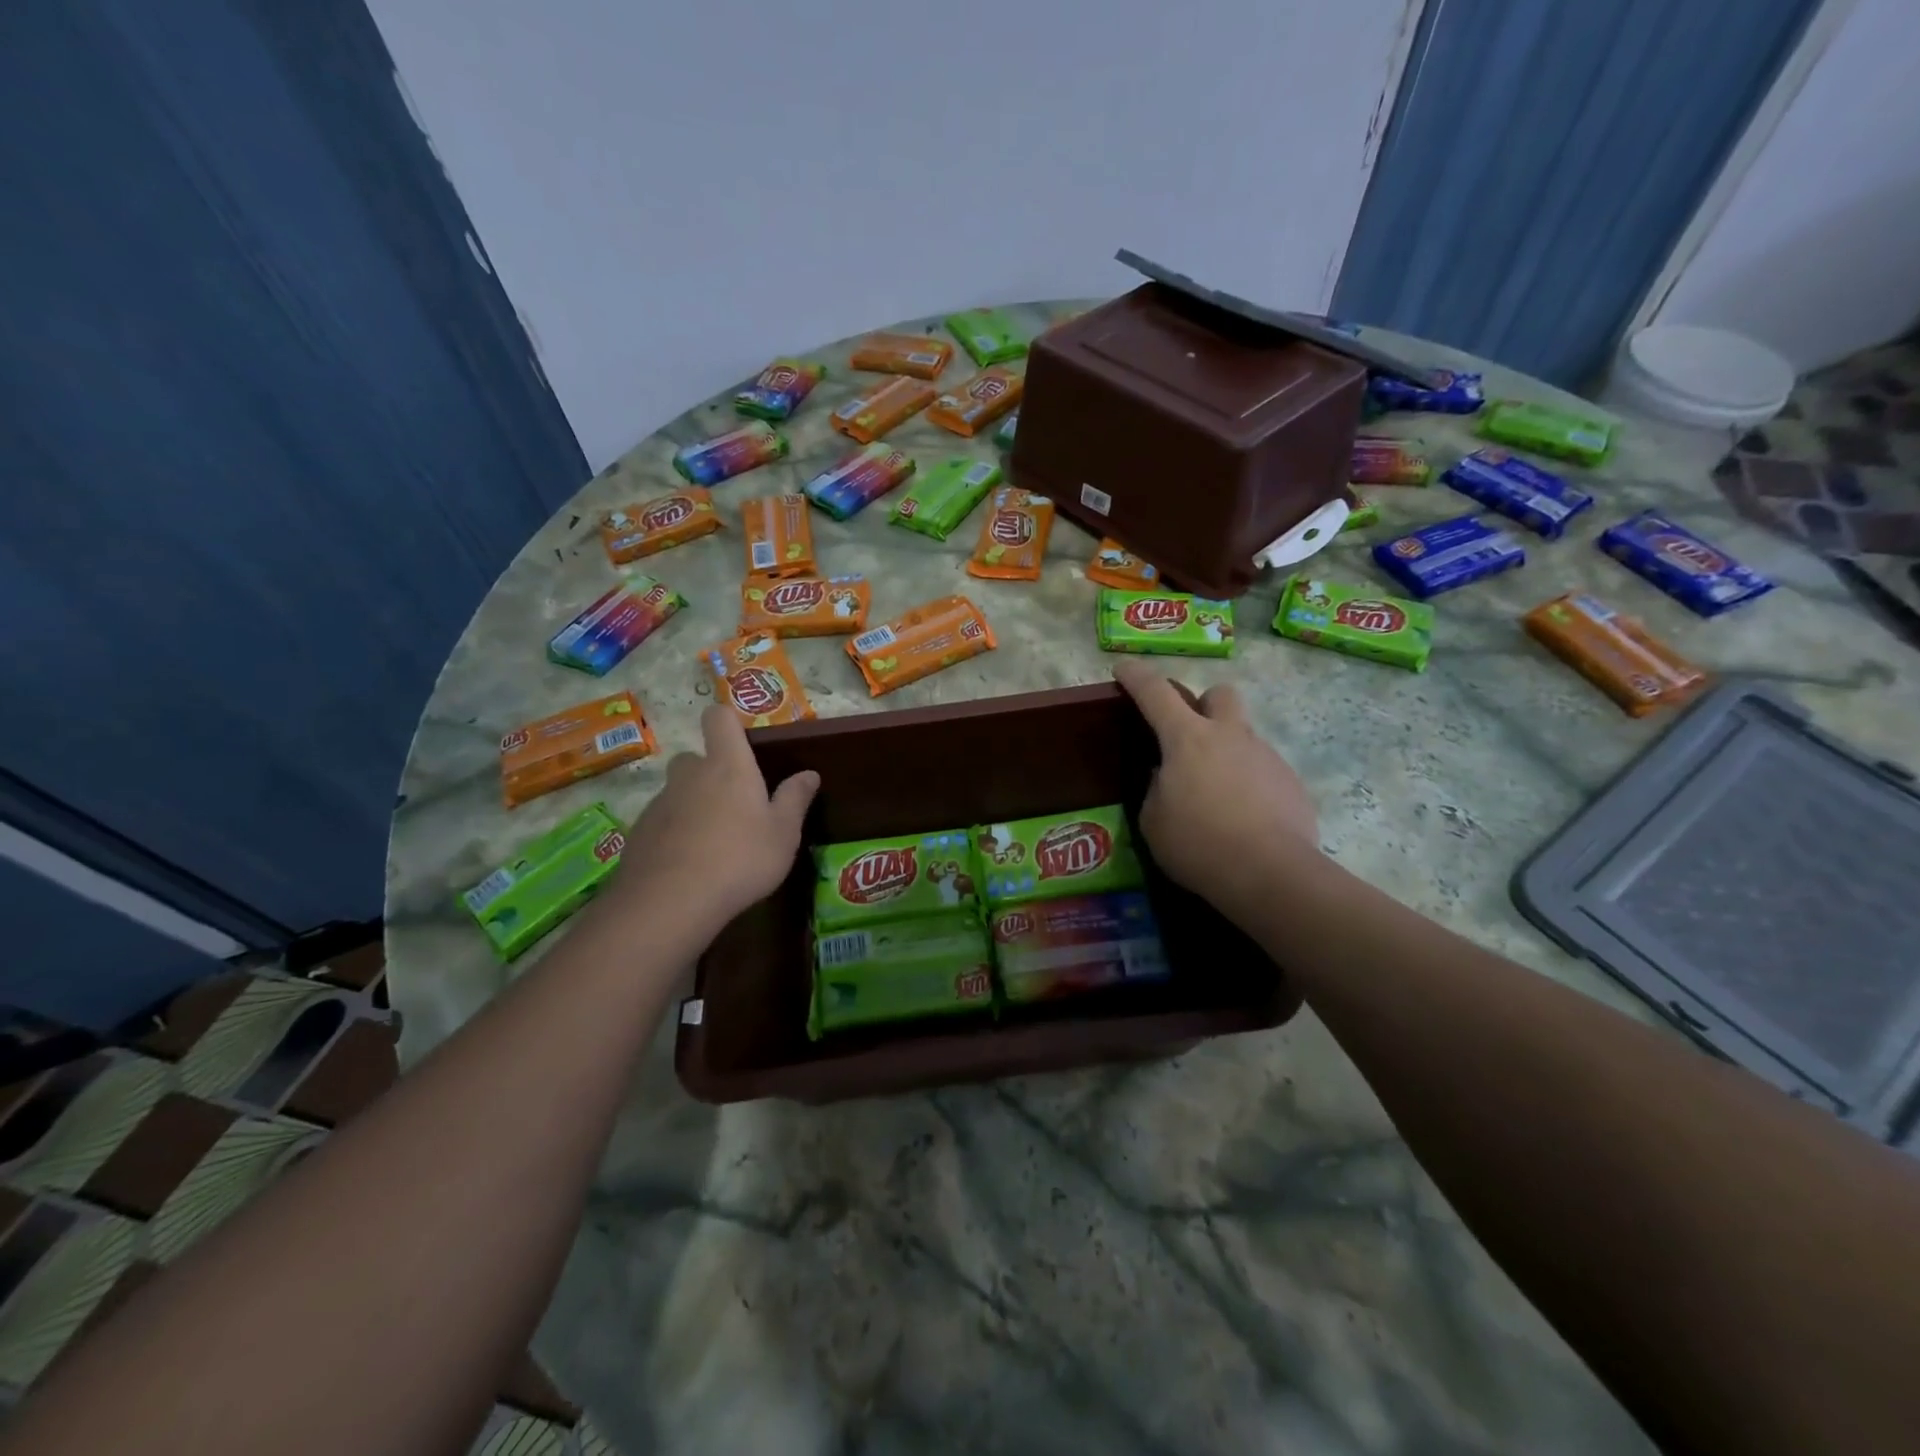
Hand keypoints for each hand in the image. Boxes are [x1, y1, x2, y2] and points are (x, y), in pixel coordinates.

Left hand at [611, 706, 818, 931]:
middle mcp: (689, 775)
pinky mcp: (640, 832)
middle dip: (712, 772)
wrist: (669, 903)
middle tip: (735, 804)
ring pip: (678, 792)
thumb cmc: (740, 859)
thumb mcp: (783, 833)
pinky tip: (690, 865)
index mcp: (728, 766)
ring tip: (715, 843)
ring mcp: (660, 803)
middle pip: (696, 757)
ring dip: (694, 805)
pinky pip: (663, 821)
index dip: (728, 721)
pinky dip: (676, 833)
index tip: (742, 742)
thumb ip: (795, 799)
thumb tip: (809, 773)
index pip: (719, 718)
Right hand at [1113, 663, 1317, 914]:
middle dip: (1203, 704)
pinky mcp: (1290, 783)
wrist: (1271, 873)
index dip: (1136, 676)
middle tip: (1190, 735)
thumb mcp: (1154, 821)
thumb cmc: (1198, 845)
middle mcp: (1230, 736)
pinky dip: (1248, 784)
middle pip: (1219, 693)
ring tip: (1215, 796)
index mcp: (1187, 739)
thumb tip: (1168, 779)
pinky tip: (1243, 818)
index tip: (1124, 667)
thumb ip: (1157, 790)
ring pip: (1243, 736)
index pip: (1156, 692)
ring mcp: (1265, 757)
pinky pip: (1262, 770)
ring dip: (1226, 752)